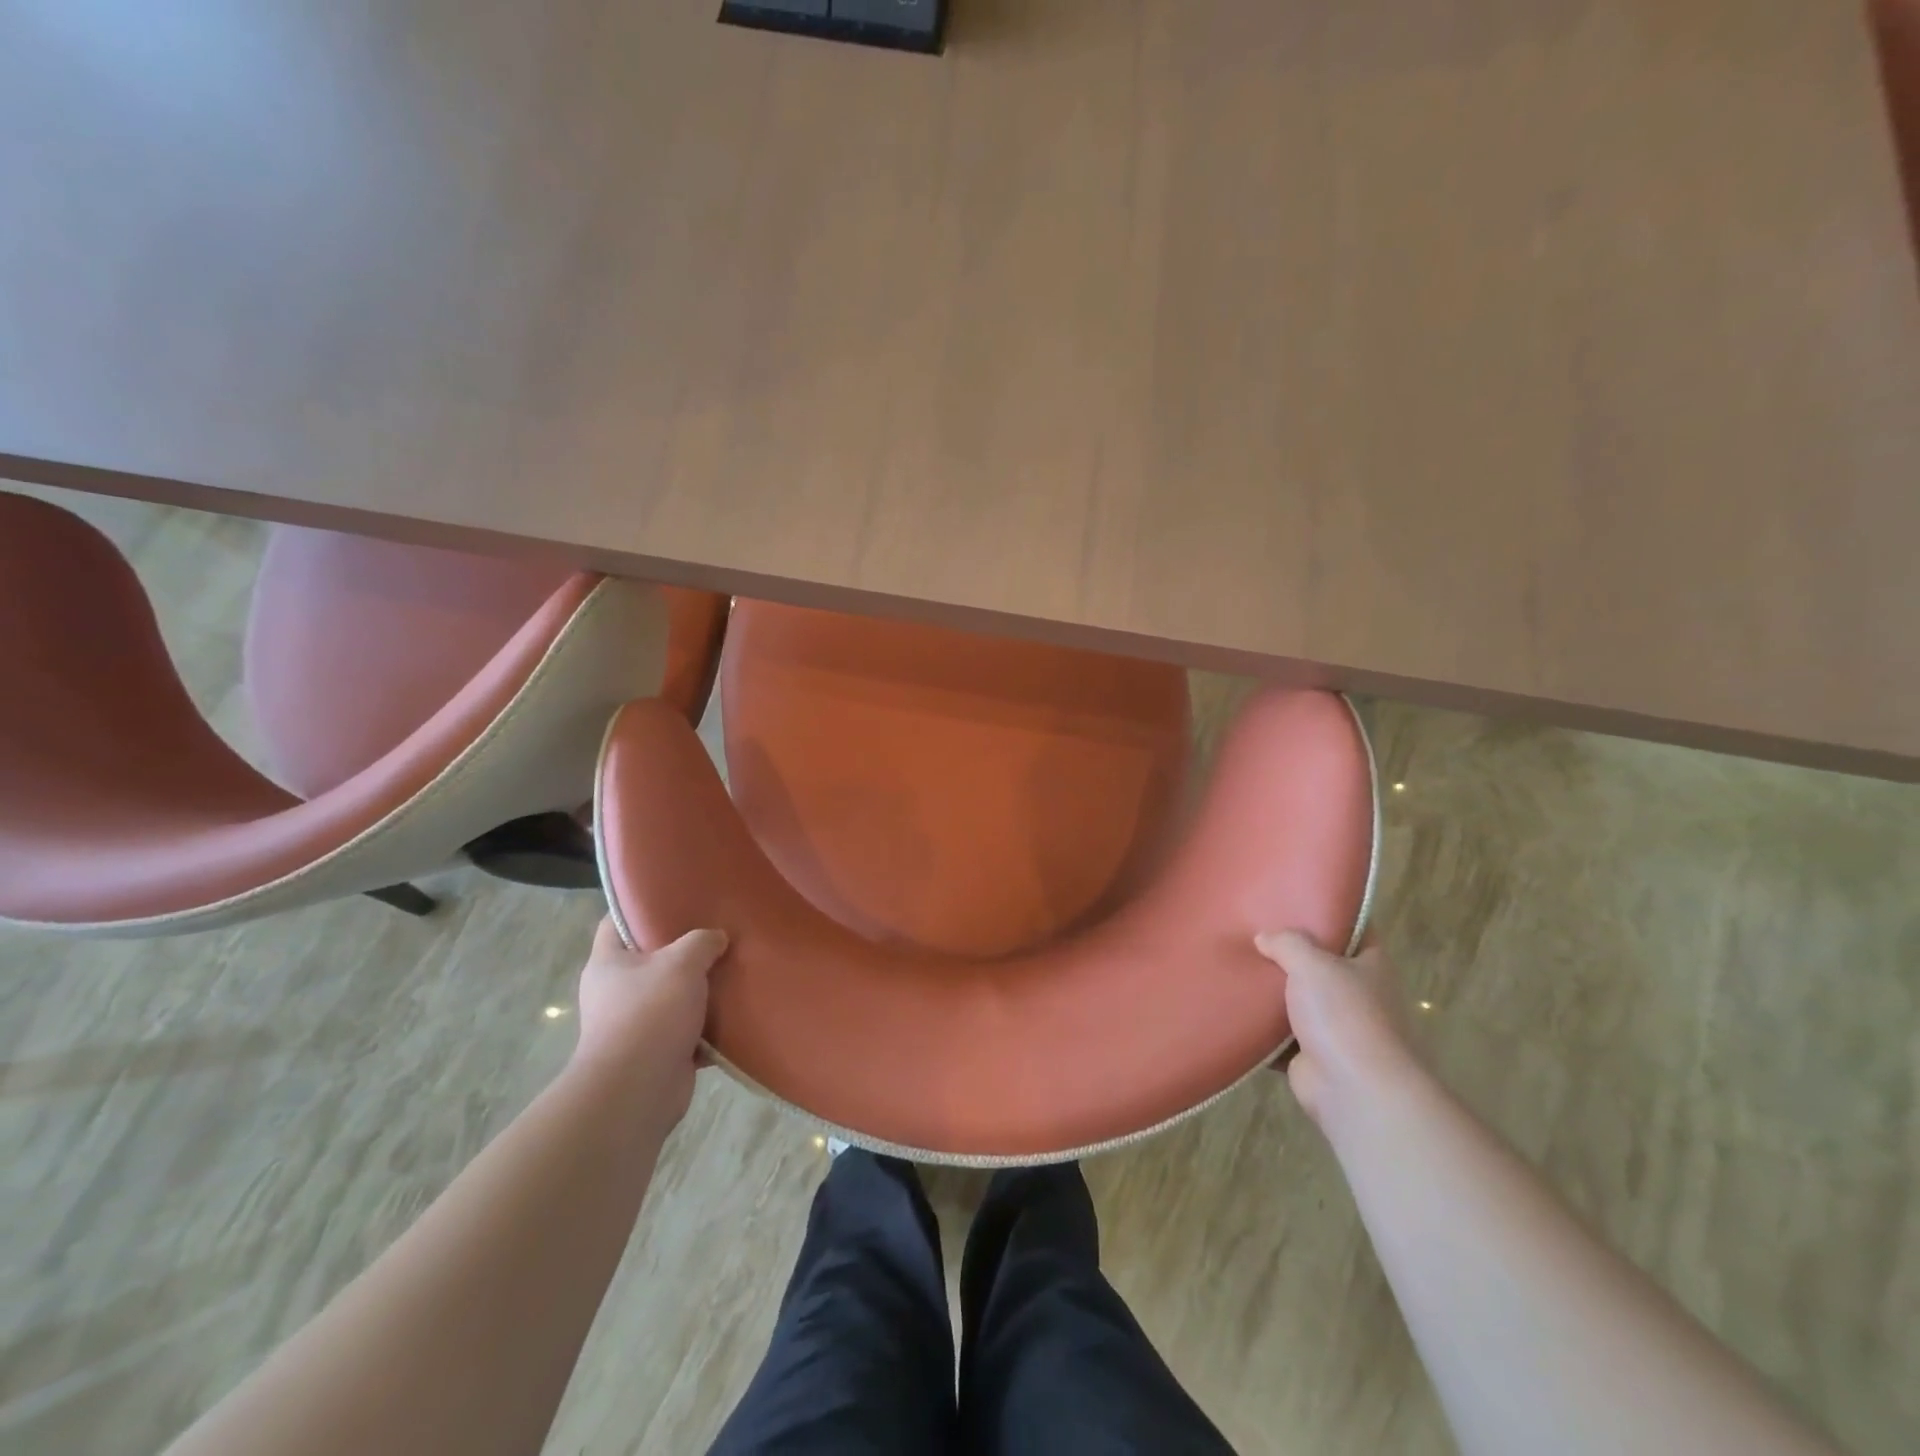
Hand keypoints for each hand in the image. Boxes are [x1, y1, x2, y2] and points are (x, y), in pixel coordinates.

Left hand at [571, 919, 726, 1127]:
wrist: (638, 1090)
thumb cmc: (649, 1013)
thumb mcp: (681, 962)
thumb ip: (701, 942)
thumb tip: (717, 938)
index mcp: (608, 963)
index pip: (615, 921)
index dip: (641, 906)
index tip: (675, 897)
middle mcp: (616, 991)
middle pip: (652, 959)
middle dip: (684, 948)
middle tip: (717, 930)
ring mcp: (636, 1024)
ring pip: (674, 994)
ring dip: (701, 988)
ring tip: (735, 967)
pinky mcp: (658, 1052)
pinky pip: (689, 1029)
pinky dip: (710, 1024)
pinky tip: (738, 1010)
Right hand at [1254, 931, 1422, 1130]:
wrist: (1355, 1090)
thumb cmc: (1344, 1015)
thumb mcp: (1313, 964)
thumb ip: (1287, 943)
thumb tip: (1264, 937)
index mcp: (1371, 966)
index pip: (1354, 929)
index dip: (1328, 914)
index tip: (1295, 900)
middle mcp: (1358, 994)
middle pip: (1321, 965)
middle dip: (1290, 953)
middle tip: (1253, 931)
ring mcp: (1337, 1027)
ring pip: (1298, 1000)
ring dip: (1273, 992)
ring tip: (1236, 965)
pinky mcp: (1313, 1055)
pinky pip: (1281, 1034)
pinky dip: (1261, 1027)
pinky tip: (1234, 1007)